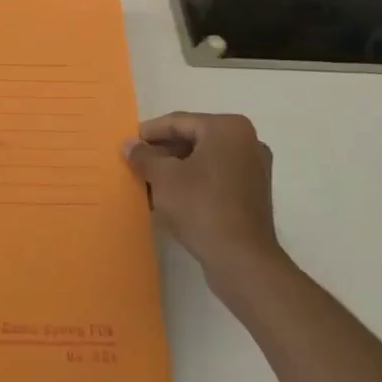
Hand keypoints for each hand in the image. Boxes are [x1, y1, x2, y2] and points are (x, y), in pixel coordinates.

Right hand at [123, 112, 283, 290]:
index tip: (128, 143)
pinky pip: (215, 179)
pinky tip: (169, 197)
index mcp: (228, 128)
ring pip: (203, 161)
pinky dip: (192, 183)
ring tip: (147, 181)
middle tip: (136, 162)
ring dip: (175, 169)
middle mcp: (247, 142)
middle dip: (162, 152)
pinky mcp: (252, 195)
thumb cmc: (201, 206)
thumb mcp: (163, 177)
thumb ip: (143, 156)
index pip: (179, 122)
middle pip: (193, 139)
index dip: (149, 132)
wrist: (241, 259)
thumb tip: (128, 145)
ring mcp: (253, 170)